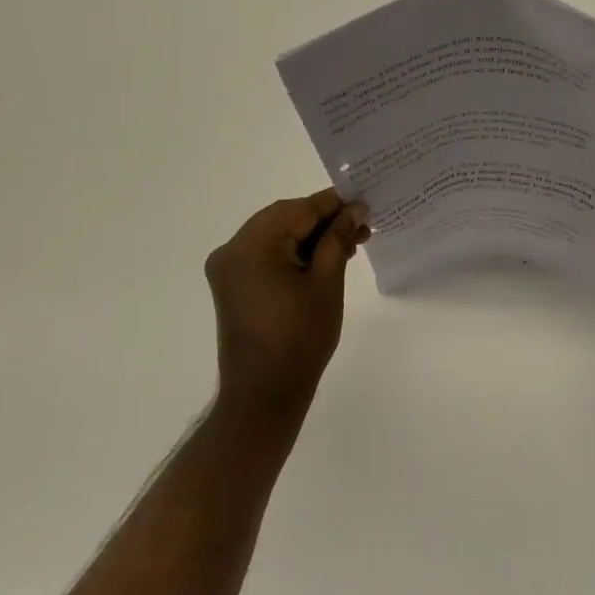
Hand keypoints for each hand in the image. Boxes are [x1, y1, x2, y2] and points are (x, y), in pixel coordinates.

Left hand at [204, 189, 367, 420]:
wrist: (265, 393)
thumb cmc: (301, 338)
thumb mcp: (327, 282)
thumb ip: (338, 237)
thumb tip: (355, 208)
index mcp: (251, 245)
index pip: (299, 209)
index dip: (334, 203)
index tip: (365, 200)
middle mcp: (232, 249)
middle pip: (285, 218)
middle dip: (324, 220)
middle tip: (362, 225)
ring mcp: (229, 267)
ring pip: (277, 235)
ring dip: (312, 237)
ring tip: (351, 242)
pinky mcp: (234, 284)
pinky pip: (268, 254)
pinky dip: (295, 252)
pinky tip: (326, 257)